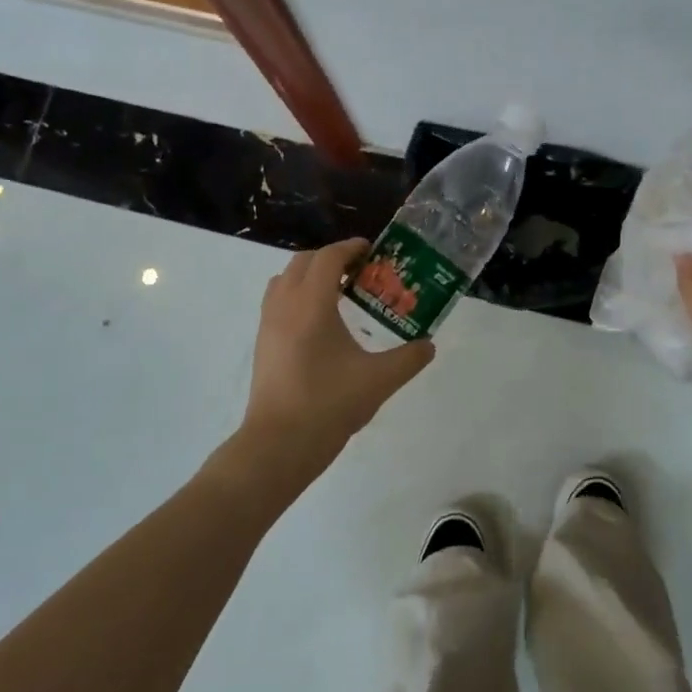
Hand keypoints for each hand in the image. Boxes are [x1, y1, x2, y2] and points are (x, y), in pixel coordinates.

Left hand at [230, 239, 435, 496]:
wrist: (279, 444)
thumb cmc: (329, 404)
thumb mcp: (378, 381)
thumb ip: (408, 359)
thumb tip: (428, 345)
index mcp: (312, 304)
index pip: (328, 258)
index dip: (350, 247)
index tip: (372, 250)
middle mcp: (285, 305)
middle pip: (303, 262)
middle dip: (330, 258)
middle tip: (359, 271)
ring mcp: (268, 324)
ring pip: (285, 280)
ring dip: (310, 275)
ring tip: (339, 293)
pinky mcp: (262, 343)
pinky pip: (277, 301)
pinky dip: (297, 296)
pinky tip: (320, 324)